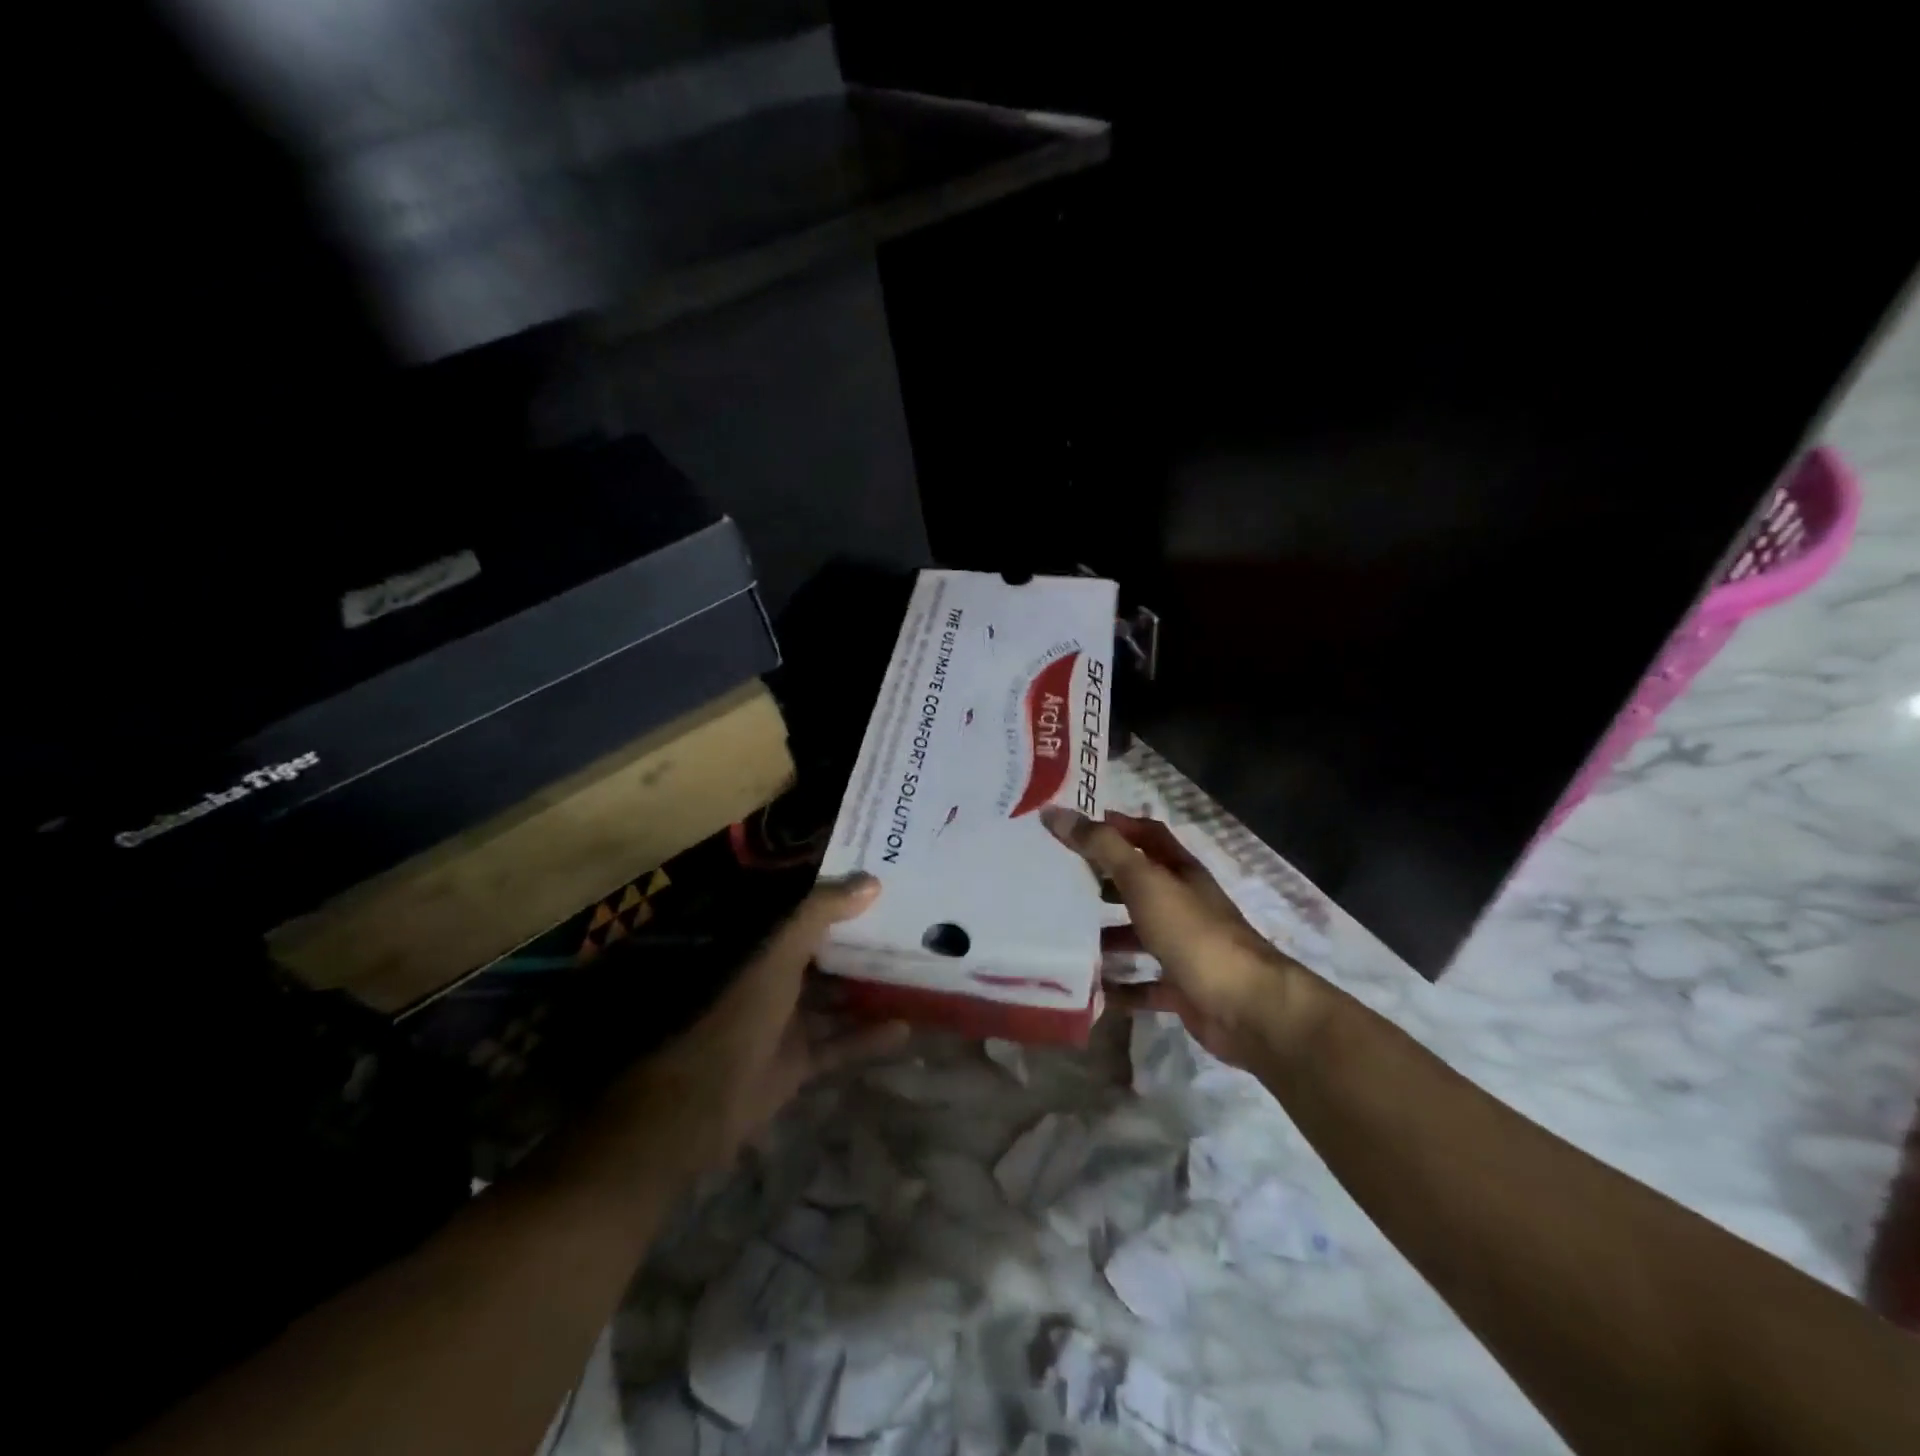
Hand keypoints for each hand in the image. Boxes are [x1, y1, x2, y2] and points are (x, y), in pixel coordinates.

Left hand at [610, 875, 907, 1174]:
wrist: (710, 1099)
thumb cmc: (745, 1013)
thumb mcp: (782, 954)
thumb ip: (821, 914)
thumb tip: (872, 881)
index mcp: (768, 951)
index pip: (809, 917)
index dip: (840, 900)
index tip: (881, 886)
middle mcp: (779, 982)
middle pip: (827, 958)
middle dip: (862, 946)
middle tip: (909, 931)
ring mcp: (789, 1024)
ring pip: (837, 1002)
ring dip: (869, 992)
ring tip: (913, 977)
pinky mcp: (800, 1062)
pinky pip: (842, 1044)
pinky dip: (869, 1038)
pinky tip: (904, 1028)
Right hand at [1040, 807, 1324, 1068]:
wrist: (1247, 1007)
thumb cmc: (1193, 933)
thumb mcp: (1144, 881)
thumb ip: (1103, 847)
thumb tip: (1056, 813)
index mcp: (1179, 871)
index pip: (1146, 834)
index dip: (1115, 825)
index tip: (1073, 827)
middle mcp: (1183, 904)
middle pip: (1138, 884)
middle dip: (1101, 881)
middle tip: (1057, 881)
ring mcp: (1184, 947)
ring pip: (1137, 934)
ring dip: (1105, 935)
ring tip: (1063, 936)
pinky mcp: (1181, 987)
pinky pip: (1143, 983)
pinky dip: (1118, 987)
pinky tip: (1089, 989)